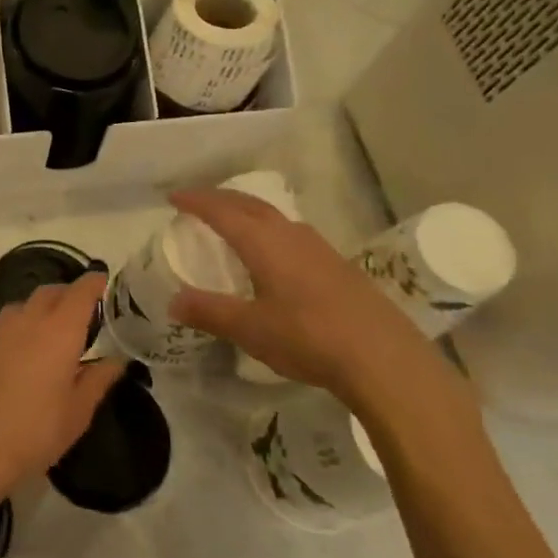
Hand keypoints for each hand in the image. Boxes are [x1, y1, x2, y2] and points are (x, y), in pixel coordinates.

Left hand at [0, 272, 119, 508]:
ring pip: (20, 308)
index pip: (80, 293)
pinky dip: (11, 335)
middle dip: (66, 295)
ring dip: (36, 312)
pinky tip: (11, 360)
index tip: (101, 279)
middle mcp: (26, 321)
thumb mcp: (77, 413)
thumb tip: (116, 361)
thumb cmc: (34, 433)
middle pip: (49, 293)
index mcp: (59, 332)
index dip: (93, 283)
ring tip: (45, 336)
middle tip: (78, 311)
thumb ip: (97, 380)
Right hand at [166, 188, 449, 406]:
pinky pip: (293, 234)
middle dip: (221, 199)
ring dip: (249, 212)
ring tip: (233, 222)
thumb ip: (209, 312)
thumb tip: (173, 301)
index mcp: (264, 243)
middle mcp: (291, 236)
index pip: (222, 211)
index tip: (174, 198)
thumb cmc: (308, 338)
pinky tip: (275, 254)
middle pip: (250, 204)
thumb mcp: (249, 329)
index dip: (196, 202)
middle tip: (198, 202)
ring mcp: (319, 249)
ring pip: (275, 217)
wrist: (385, 359)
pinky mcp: (339, 266)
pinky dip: (270, 230)